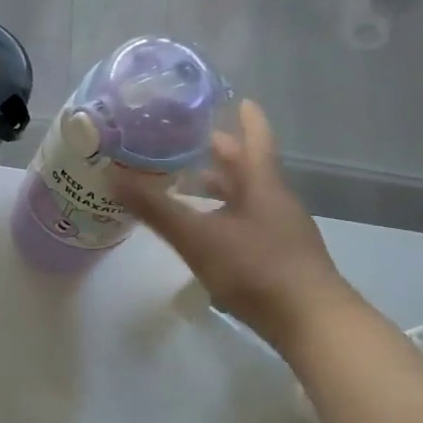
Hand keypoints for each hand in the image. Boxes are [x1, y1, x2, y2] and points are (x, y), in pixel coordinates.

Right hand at [113, 99, 356, 350]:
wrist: (311, 323)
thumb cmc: (256, 269)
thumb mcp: (198, 237)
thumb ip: (155, 209)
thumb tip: (112, 176)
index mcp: (262, 186)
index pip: (256, 140)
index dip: (247, 119)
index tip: (237, 99)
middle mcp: (274, 201)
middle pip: (247, 168)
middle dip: (218, 154)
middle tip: (185, 143)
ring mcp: (279, 230)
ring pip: (245, 197)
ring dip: (217, 187)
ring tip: (184, 185)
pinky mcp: (277, 256)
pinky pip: (244, 221)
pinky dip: (221, 214)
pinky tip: (202, 230)